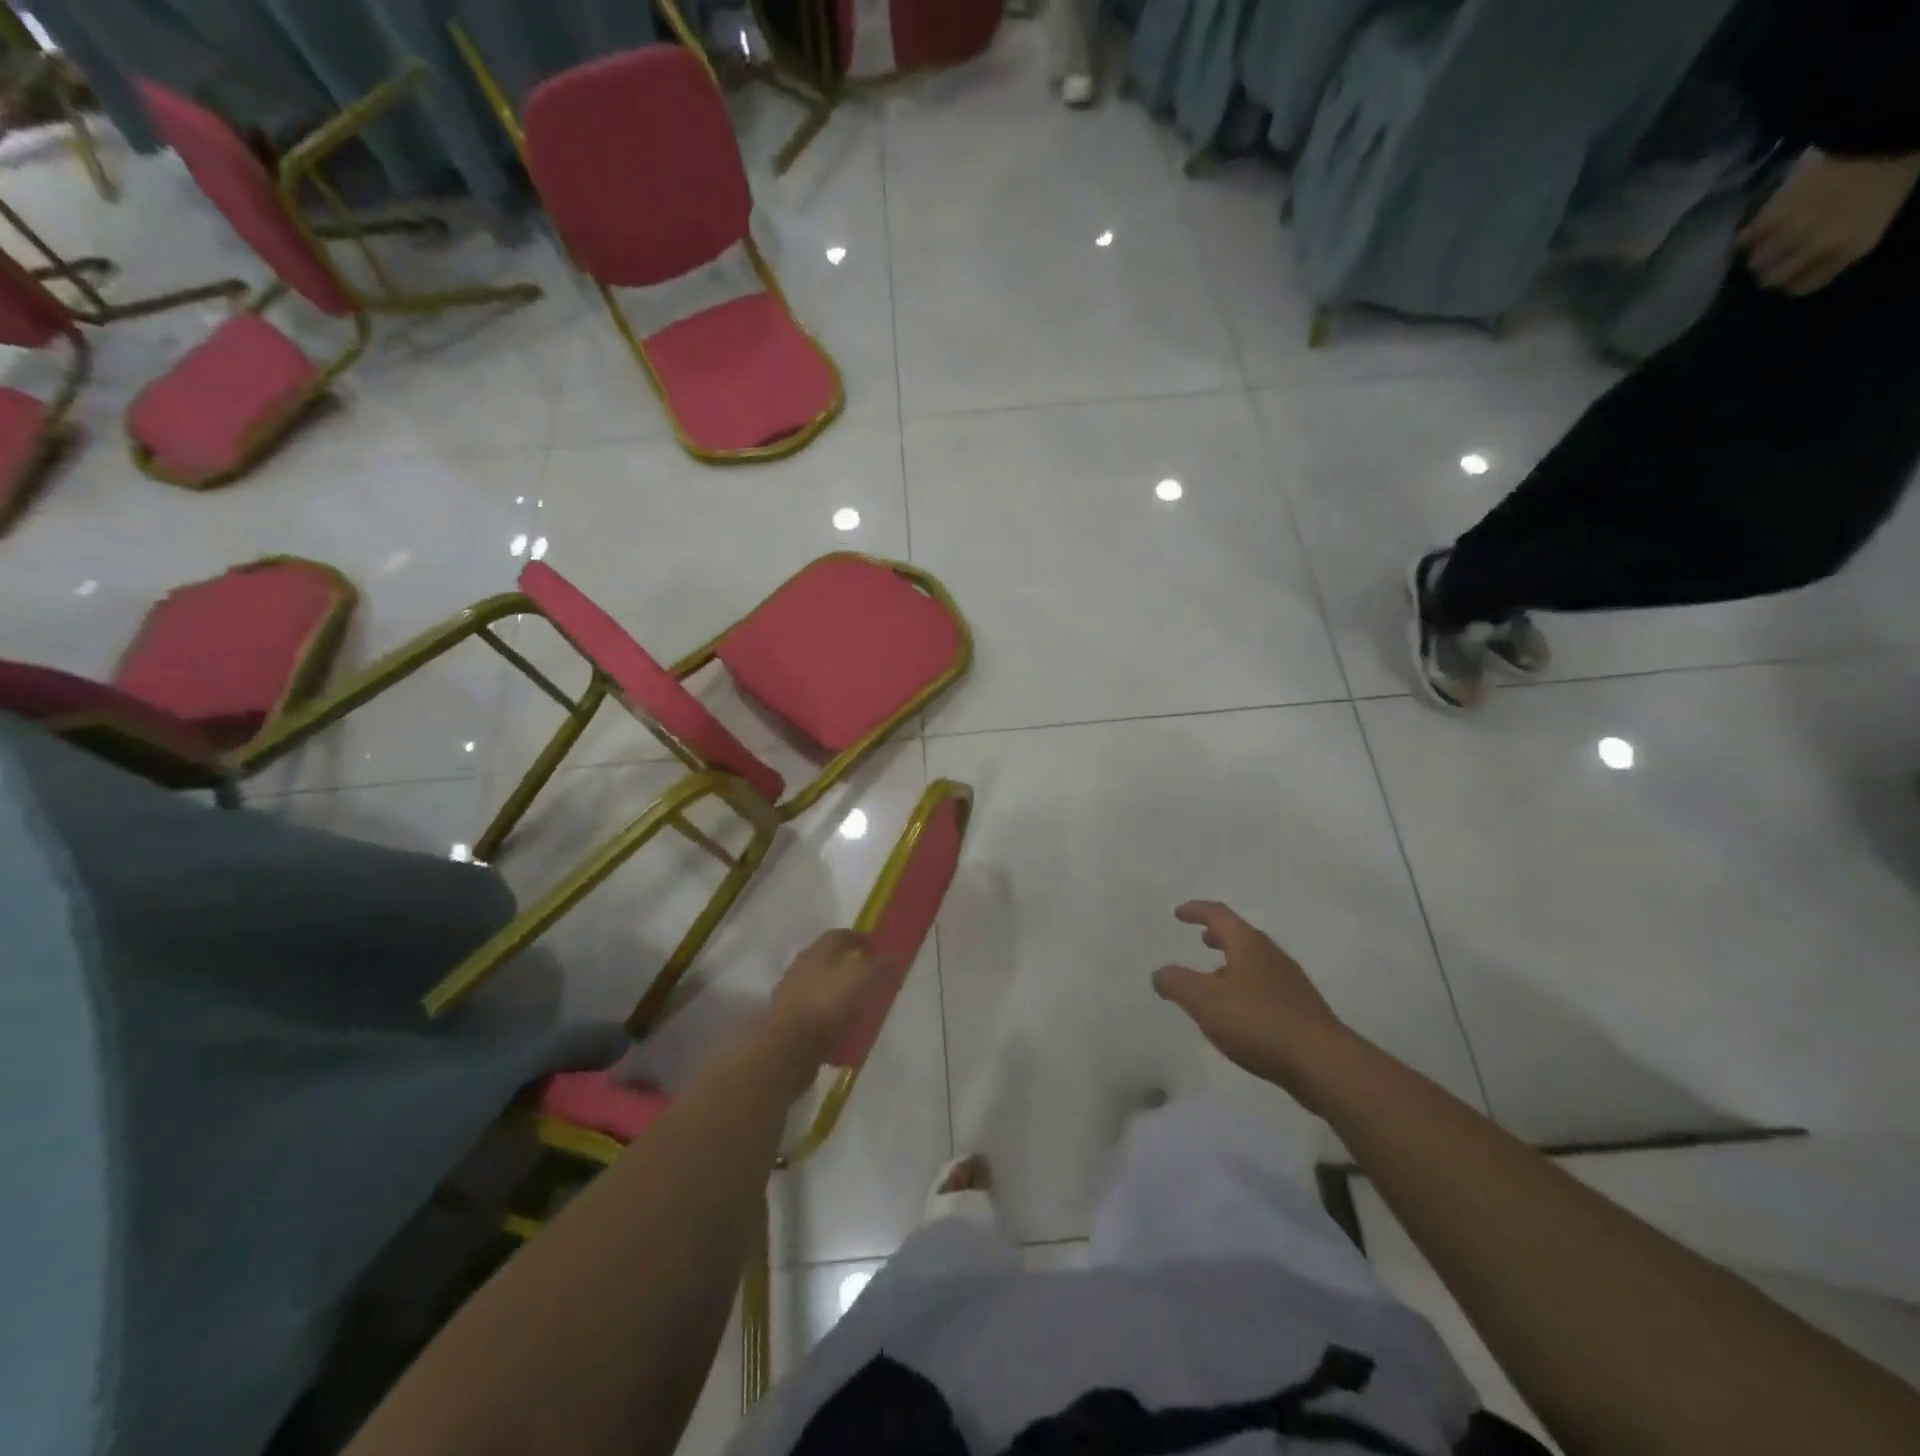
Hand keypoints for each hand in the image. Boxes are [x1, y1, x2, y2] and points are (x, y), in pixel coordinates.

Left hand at [764, 930, 886, 1080]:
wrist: (786, 1049)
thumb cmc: (826, 1004)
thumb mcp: (862, 979)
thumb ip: (879, 966)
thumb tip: (894, 955)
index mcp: (818, 952)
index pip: (839, 935)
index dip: (859, 938)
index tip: (876, 946)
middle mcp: (802, 969)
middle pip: (828, 961)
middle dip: (849, 966)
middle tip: (870, 975)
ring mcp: (792, 997)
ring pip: (821, 989)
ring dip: (839, 994)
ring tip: (860, 1006)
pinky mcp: (789, 1025)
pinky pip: (817, 1017)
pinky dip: (831, 1020)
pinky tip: (845, 1032)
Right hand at [1153, 901, 1352, 1103]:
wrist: (1323, 1063)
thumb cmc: (1258, 1022)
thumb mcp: (1205, 1002)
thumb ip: (1177, 984)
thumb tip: (1160, 973)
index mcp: (1249, 945)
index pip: (1219, 915)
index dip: (1197, 911)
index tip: (1179, 913)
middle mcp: (1272, 957)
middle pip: (1241, 937)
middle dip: (1218, 937)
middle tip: (1201, 939)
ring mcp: (1291, 984)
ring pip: (1254, 964)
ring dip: (1231, 965)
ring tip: (1213, 980)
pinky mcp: (1301, 1011)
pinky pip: (1265, 989)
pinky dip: (1245, 988)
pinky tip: (1238, 1014)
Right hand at [1738, 148, 1919, 295]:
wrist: (1882, 133)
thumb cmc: (1893, 170)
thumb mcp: (1881, 212)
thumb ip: (1848, 241)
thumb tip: (1811, 261)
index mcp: (1850, 248)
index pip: (1802, 286)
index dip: (1795, 281)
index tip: (1793, 274)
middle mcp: (1815, 248)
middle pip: (1772, 279)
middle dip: (1772, 271)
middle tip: (1774, 260)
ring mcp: (1789, 233)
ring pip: (1756, 262)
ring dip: (1760, 254)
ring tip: (1763, 244)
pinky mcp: (1771, 217)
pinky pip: (1745, 239)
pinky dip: (1746, 237)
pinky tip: (1752, 231)